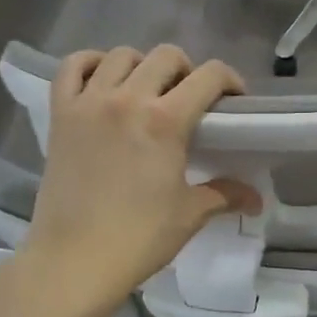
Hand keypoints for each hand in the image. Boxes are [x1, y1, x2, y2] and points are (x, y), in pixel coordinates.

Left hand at [17, 46, 259, 315]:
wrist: (74, 262)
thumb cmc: (138, 238)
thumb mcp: (190, 214)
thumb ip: (225, 194)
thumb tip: (256, 198)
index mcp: (165, 121)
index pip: (209, 76)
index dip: (230, 81)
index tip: (234, 100)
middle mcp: (127, 99)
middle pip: (166, 56)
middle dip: (187, 71)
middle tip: (190, 99)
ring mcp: (88, 103)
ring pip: (120, 55)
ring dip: (142, 65)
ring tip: (147, 91)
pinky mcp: (60, 114)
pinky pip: (72, 67)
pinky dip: (90, 64)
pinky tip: (104, 81)